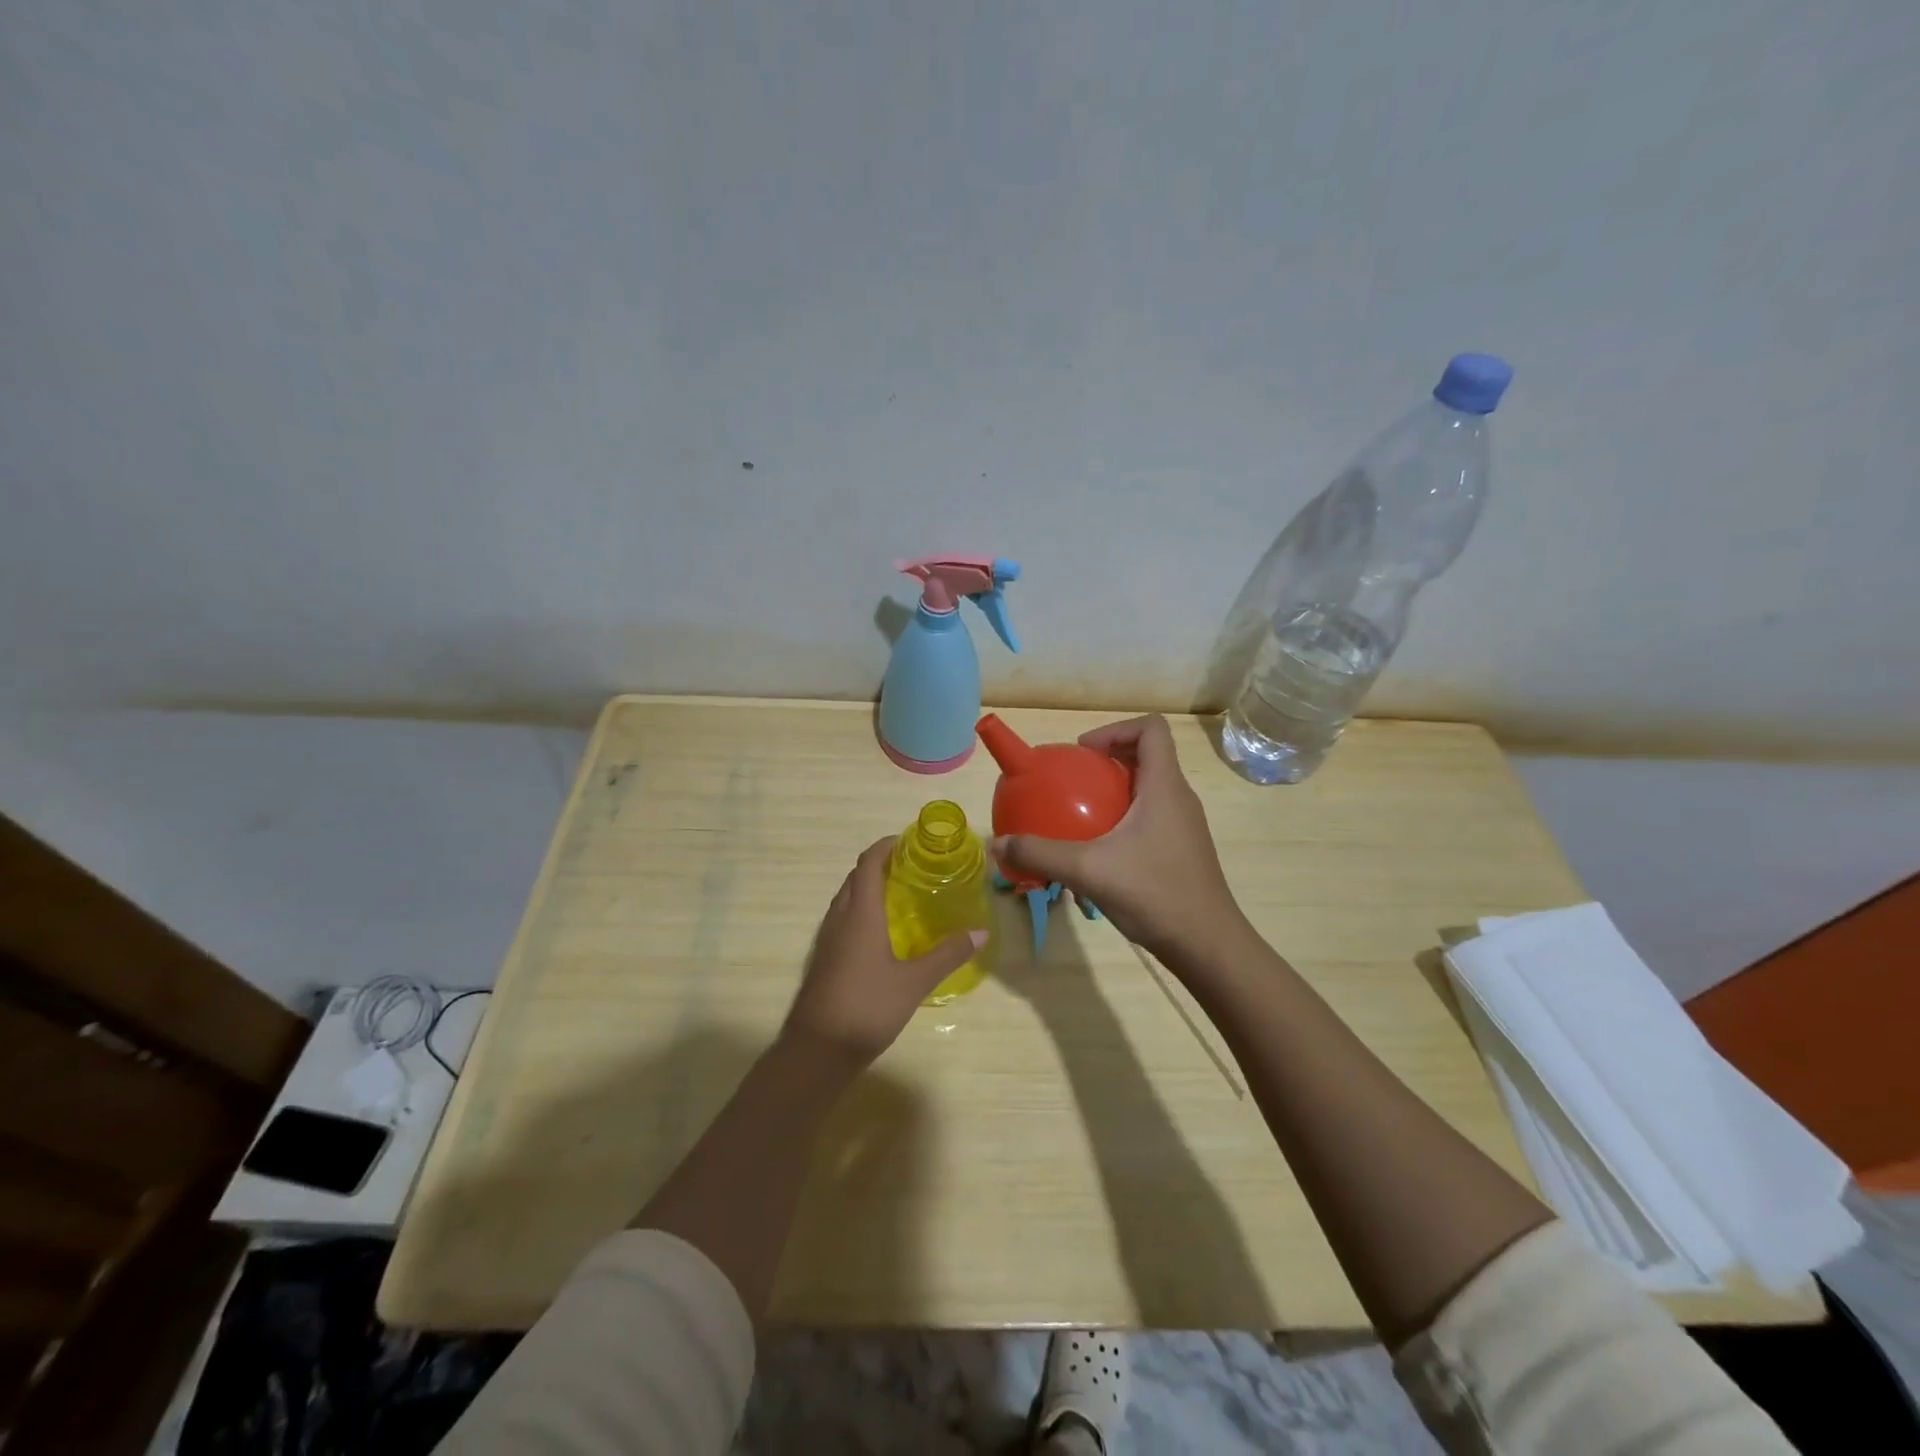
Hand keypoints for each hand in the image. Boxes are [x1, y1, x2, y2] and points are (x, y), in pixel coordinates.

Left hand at [781, 837, 986, 1068]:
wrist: (816, 1051)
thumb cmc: (867, 1007)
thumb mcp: (914, 982)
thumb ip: (948, 954)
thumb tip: (981, 933)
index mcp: (859, 913)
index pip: (868, 863)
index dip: (886, 846)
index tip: (910, 841)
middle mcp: (839, 918)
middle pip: (855, 878)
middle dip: (880, 865)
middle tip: (912, 868)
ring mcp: (827, 939)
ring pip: (846, 899)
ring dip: (868, 888)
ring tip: (901, 895)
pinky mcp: (823, 959)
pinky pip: (842, 920)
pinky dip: (861, 911)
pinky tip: (882, 934)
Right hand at [992, 715, 1246, 964]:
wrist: (1207, 946)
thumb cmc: (1155, 894)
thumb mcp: (1089, 871)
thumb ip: (1041, 854)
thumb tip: (998, 844)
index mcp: (1164, 786)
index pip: (1151, 728)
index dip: (1115, 729)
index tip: (1084, 754)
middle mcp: (1178, 798)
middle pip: (1146, 757)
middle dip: (1107, 762)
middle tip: (1072, 784)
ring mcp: (1183, 826)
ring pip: (1147, 790)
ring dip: (1113, 794)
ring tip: (1079, 817)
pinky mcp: (1181, 850)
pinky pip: (1149, 818)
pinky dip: (1122, 821)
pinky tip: (1098, 854)